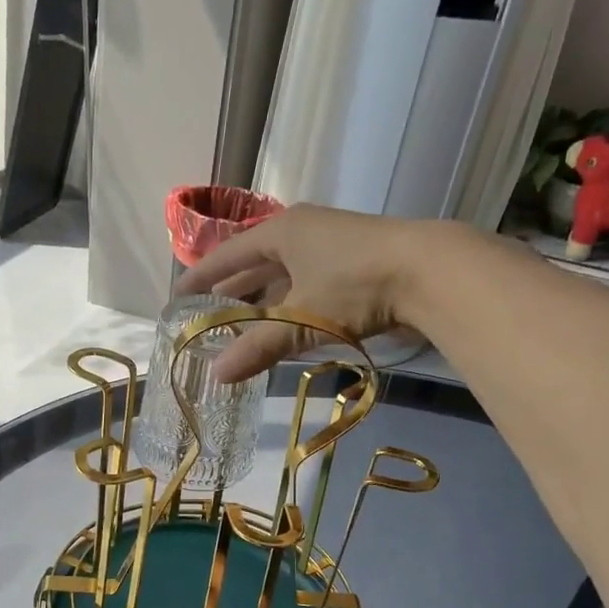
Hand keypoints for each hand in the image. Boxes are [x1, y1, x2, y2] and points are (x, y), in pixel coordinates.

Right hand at [176, 205, 455, 380]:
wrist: (429, 272)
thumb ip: (258, 347)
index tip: (178, 296)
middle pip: (256, 265)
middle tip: (206, 317)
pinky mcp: (355, 267)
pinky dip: (290, 308)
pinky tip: (284, 328)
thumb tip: (217, 375)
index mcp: (283, 231)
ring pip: (284, 278)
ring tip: (239, 328)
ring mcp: (332, 248)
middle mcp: (304, 233)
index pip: (229, 254)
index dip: (202, 276)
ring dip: (262, 303)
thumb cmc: (354, 286)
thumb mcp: (299, 318)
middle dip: (231, 291)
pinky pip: (307, 287)